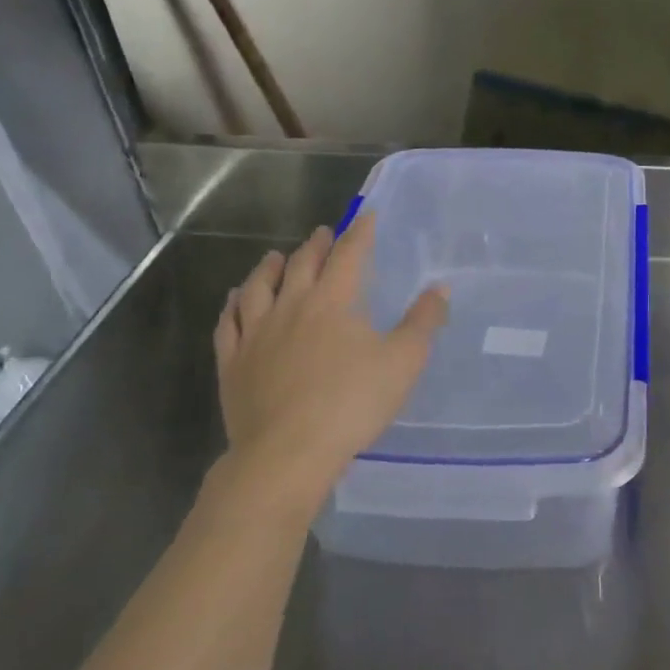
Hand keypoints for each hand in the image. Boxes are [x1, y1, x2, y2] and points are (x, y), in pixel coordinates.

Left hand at [214, 214, 447, 514]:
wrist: (286, 454)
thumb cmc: (351, 404)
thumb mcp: (403, 362)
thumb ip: (423, 322)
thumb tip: (440, 288)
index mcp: (333, 302)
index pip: (349, 255)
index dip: (359, 233)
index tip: (366, 216)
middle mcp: (290, 307)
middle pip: (302, 265)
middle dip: (316, 245)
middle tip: (323, 233)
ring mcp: (255, 334)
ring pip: (258, 288)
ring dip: (269, 268)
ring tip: (275, 257)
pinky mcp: (233, 363)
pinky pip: (228, 324)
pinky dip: (232, 306)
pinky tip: (234, 301)